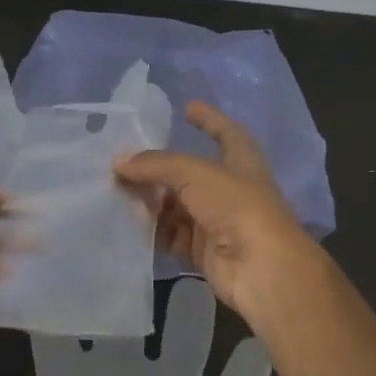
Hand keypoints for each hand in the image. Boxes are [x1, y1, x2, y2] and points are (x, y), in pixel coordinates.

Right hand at [115, 101, 323, 331]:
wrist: (260, 269)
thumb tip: (118, 162)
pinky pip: (172, 237)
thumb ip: (156, 165)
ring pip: (177, 206)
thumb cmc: (236, 206)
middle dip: (159, 169)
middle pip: (189, 174)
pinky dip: (152, 231)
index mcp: (241, 162)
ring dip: (151, 201)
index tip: (187, 106)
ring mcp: (217, 222)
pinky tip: (126, 223)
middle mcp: (229, 190)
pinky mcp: (204, 252)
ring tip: (115, 191)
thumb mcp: (195, 174)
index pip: (225, 132)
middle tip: (124, 161)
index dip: (209, 119)